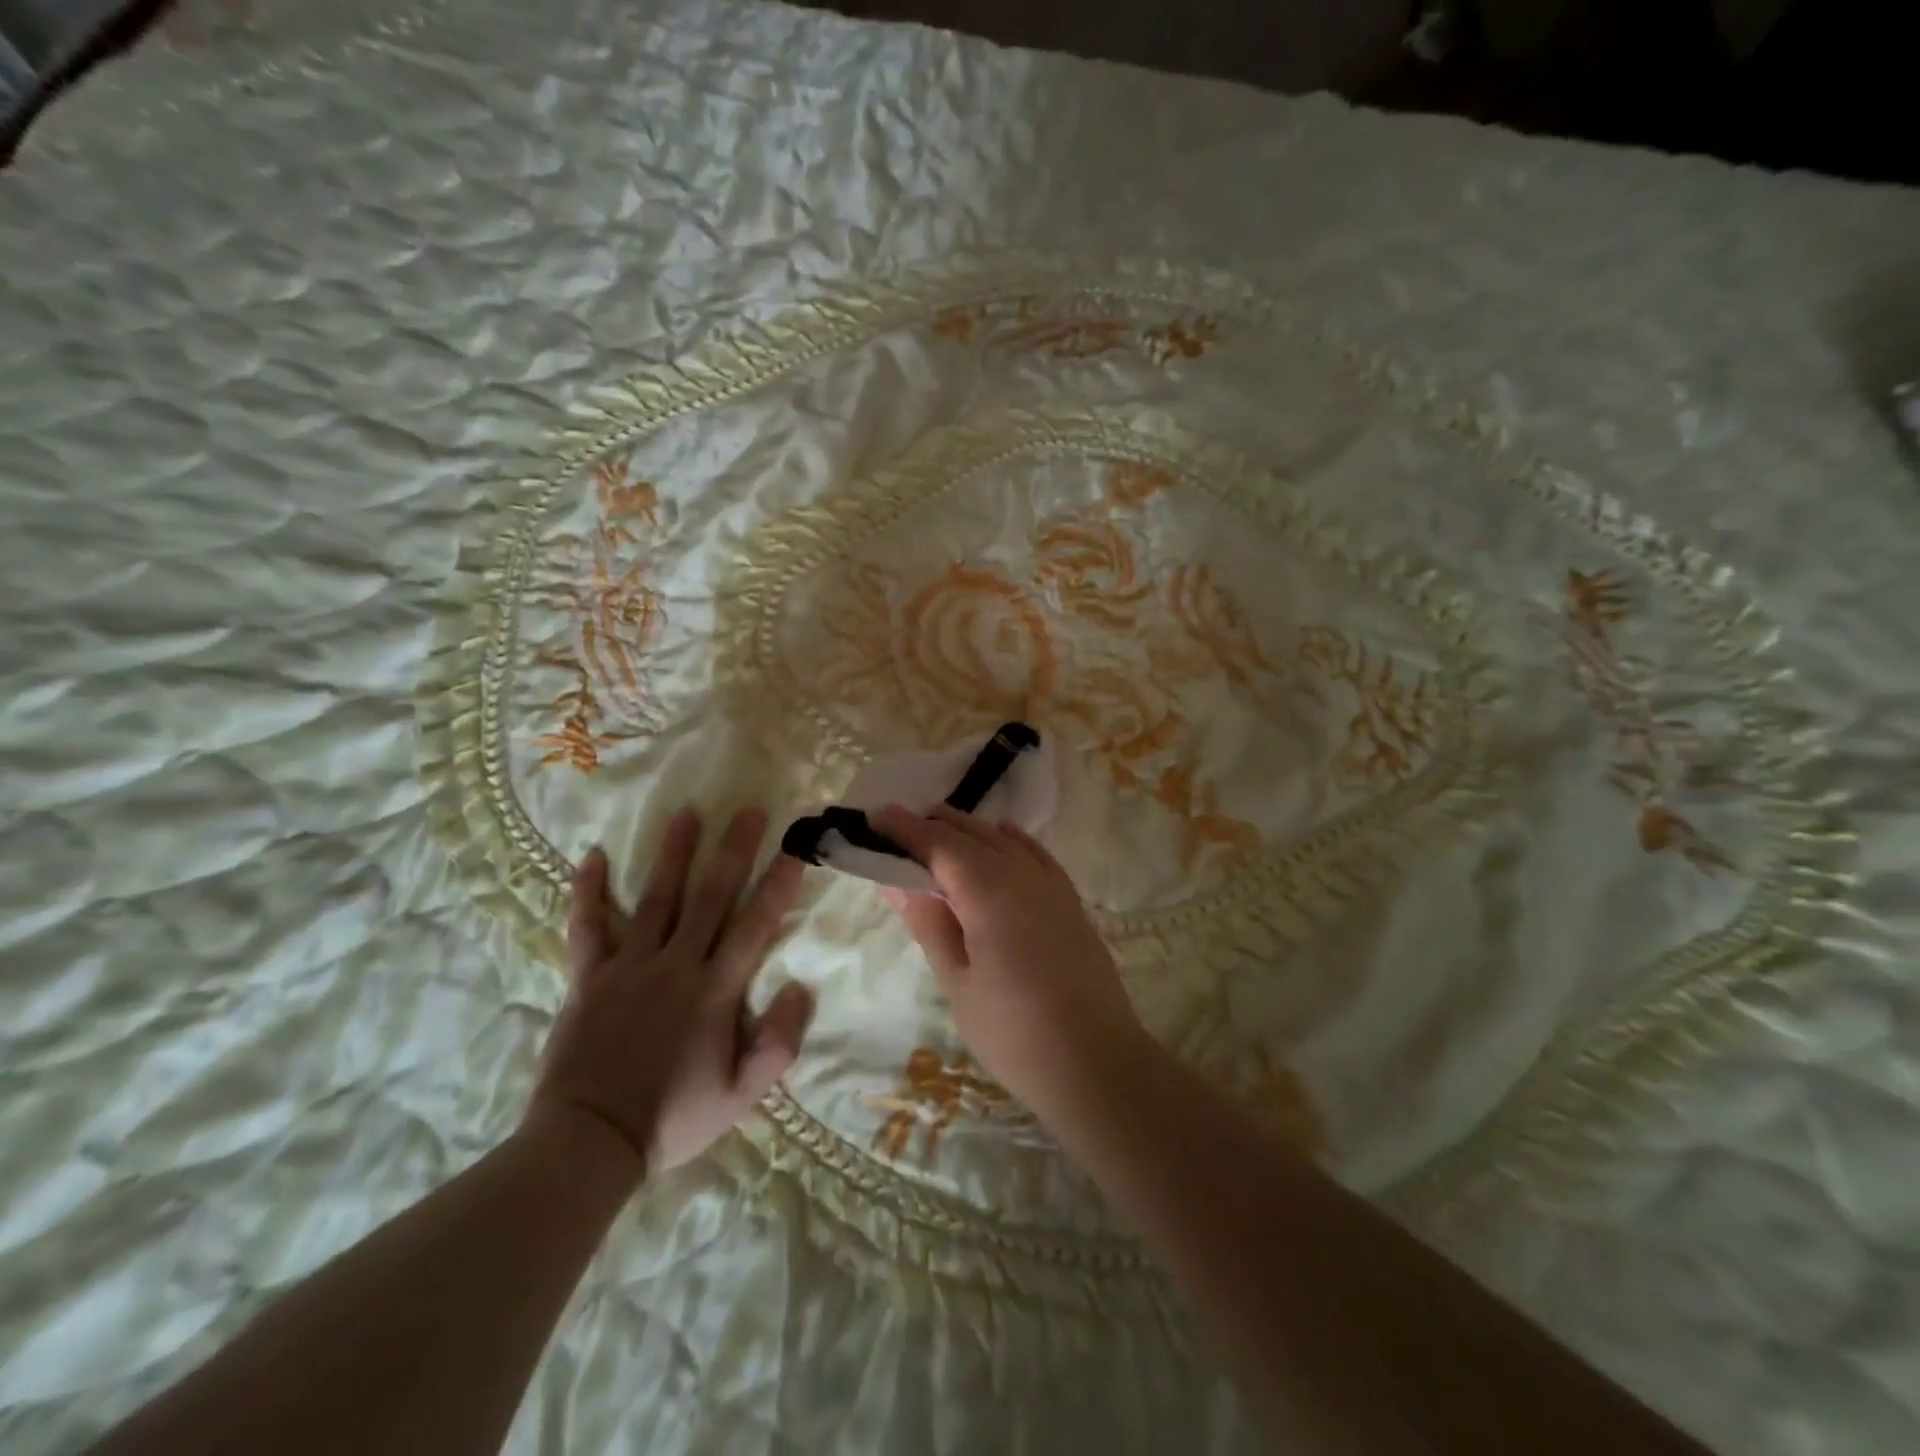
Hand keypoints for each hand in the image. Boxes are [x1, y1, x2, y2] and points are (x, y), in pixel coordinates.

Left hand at [527, 807, 813, 1177]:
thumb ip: (778, 1044)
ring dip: (673, 854)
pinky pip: (587, 926)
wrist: (589, 1143)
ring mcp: (628, 966)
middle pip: (710, 897)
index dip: (778, 884)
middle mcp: (676, 965)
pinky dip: (587, 891)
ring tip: (687, 813)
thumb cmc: (673, 1119)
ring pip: (656, 899)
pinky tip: (591, 855)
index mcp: (715, 990)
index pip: (755, 925)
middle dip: (733, 852)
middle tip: (749, 812)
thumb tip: (800, 987)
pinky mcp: (589, 978)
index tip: (795, 848)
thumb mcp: (741, 1096)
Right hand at [871, 804, 1147, 1116]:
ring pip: (1003, 840)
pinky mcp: (1071, 901)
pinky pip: (1036, 853)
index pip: (939, 845)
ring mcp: (1052, 886)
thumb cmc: (1014, 1033)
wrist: (1097, 1062)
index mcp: (988, 893)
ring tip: (939, 829)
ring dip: (968, 829)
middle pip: (971, 834)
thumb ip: (930, 925)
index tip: (876, 815)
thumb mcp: (958, 984)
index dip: (906, 828)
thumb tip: (899, 883)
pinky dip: (1011, 839)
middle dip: (933, 824)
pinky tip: (1001, 837)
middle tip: (898, 824)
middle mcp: (1022, 876)